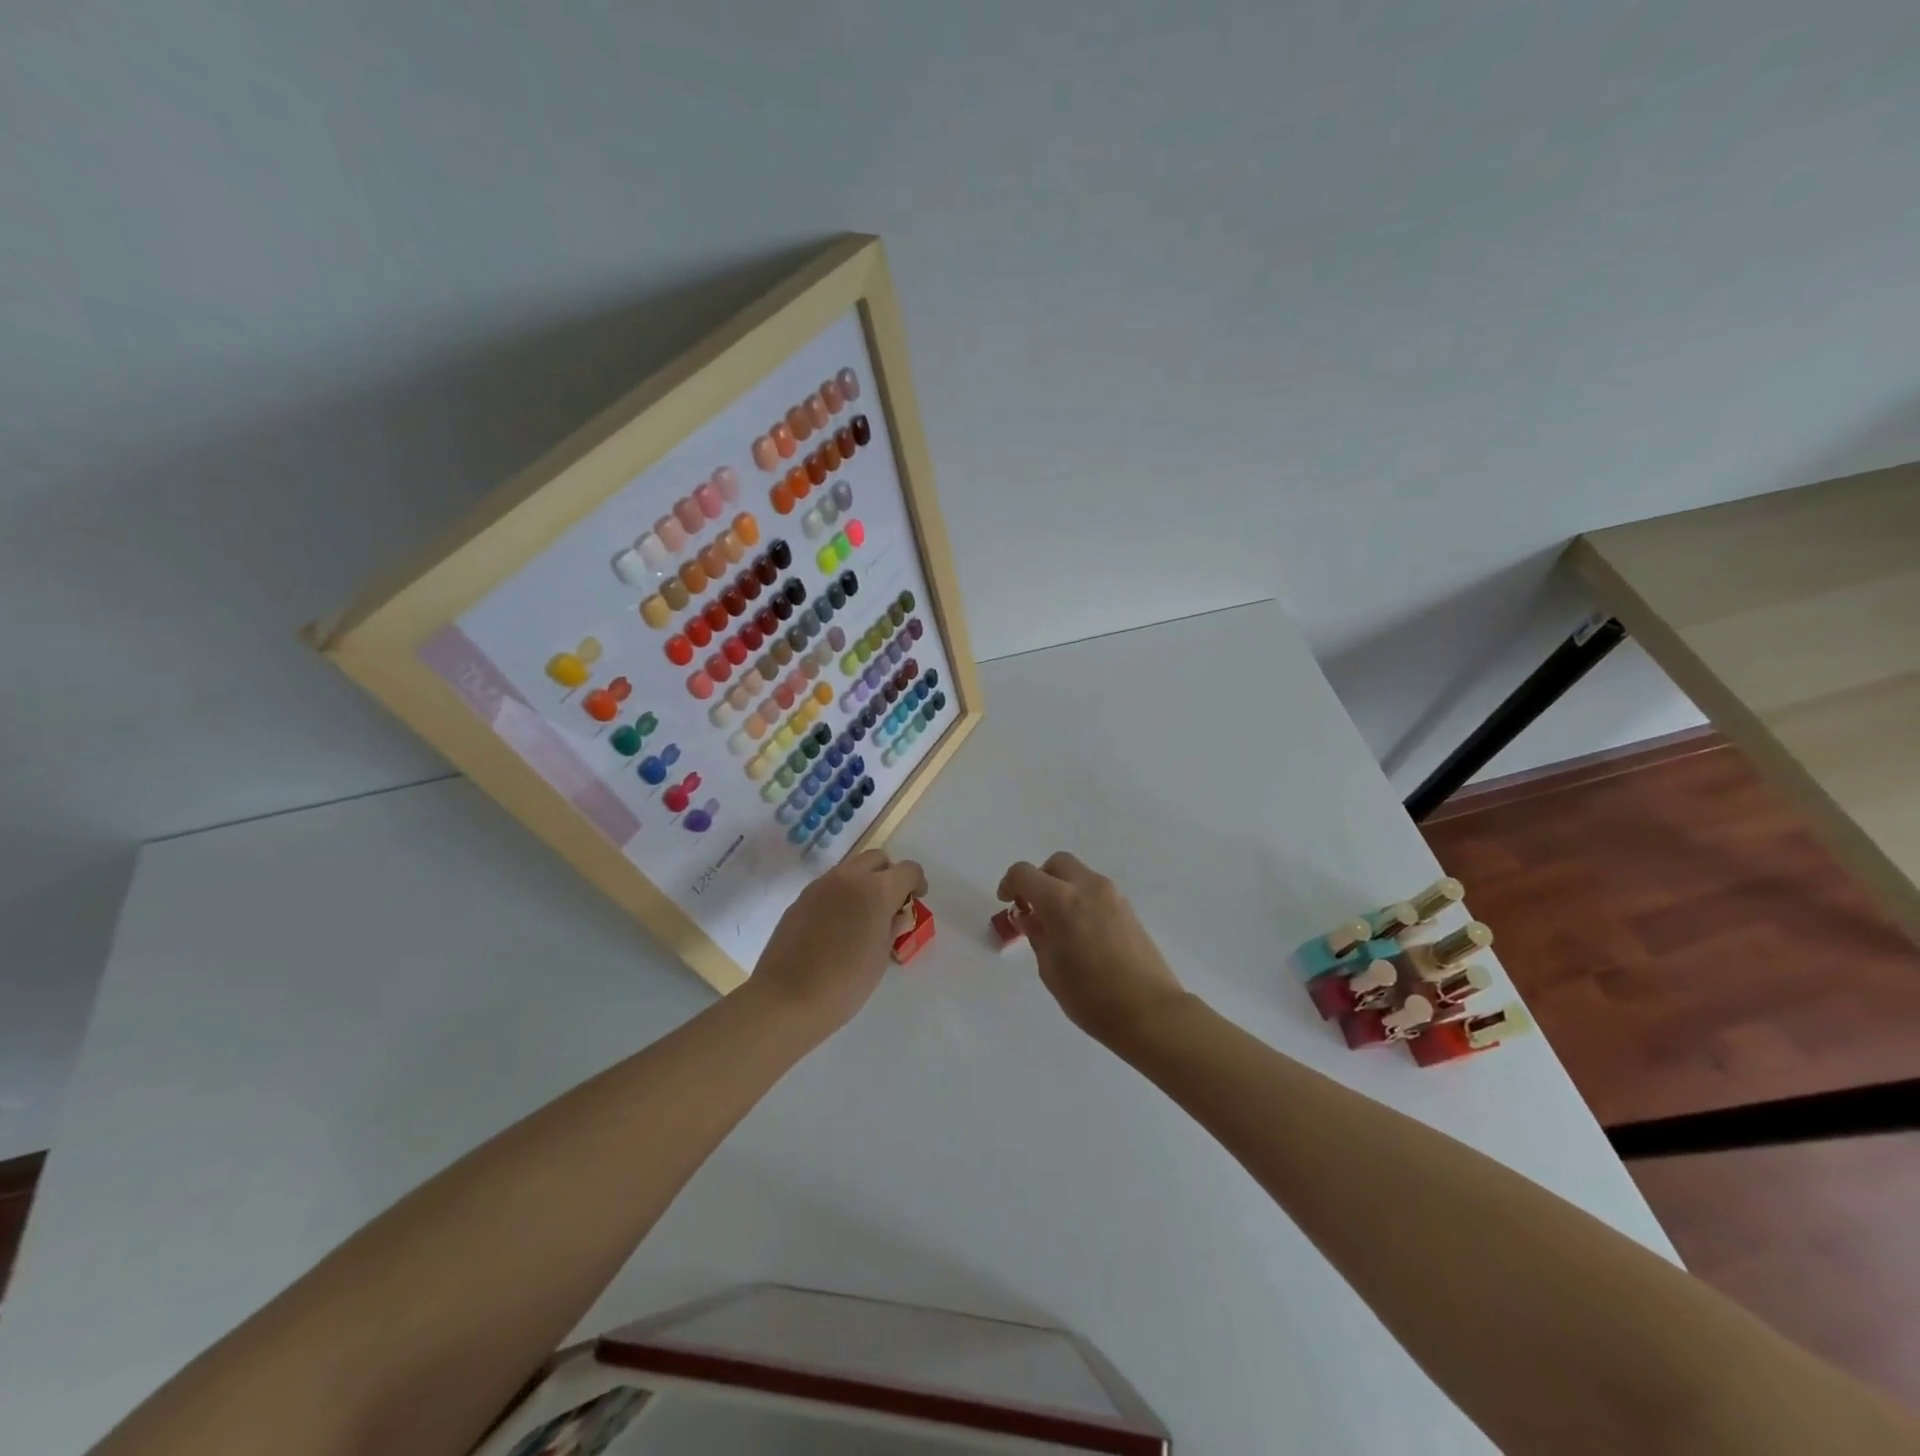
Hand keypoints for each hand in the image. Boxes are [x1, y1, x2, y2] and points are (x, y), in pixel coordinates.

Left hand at [750, 849, 928, 1032]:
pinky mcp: (800, 899)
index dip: (917, 882)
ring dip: (864, 882)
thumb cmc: (845, 983)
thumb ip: (892, 927)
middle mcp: (848, 878)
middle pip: (877, 859)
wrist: (787, 999)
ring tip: (863, 915)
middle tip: (890, 904)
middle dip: (889, 875)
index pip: (907, 870)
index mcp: (876, 890)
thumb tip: (896, 914)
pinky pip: (829, 885)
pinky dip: (841, 894)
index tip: (916, 900)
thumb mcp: (880, 957)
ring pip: (851, 868)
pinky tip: (837, 925)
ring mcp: (820, 885)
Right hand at [997, 852, 1187, 1047]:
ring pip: (1078, 875)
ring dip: (1062, 888)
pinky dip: (1080, 899)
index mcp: (1061, 900)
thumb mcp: (1050, 969)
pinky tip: (1080, 932)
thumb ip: (1037, 935)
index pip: (1025, 873)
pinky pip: (1096, 891)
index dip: (1009, 884)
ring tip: (1057, 925)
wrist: (1150, 1012)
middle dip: (1039, 879)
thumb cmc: (1091, 996)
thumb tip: (1030, 917)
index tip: (1007, 903)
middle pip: (1056, 863)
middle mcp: (1088, 887)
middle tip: (1032, 908)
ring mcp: (1112, 895)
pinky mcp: (1128, 908)